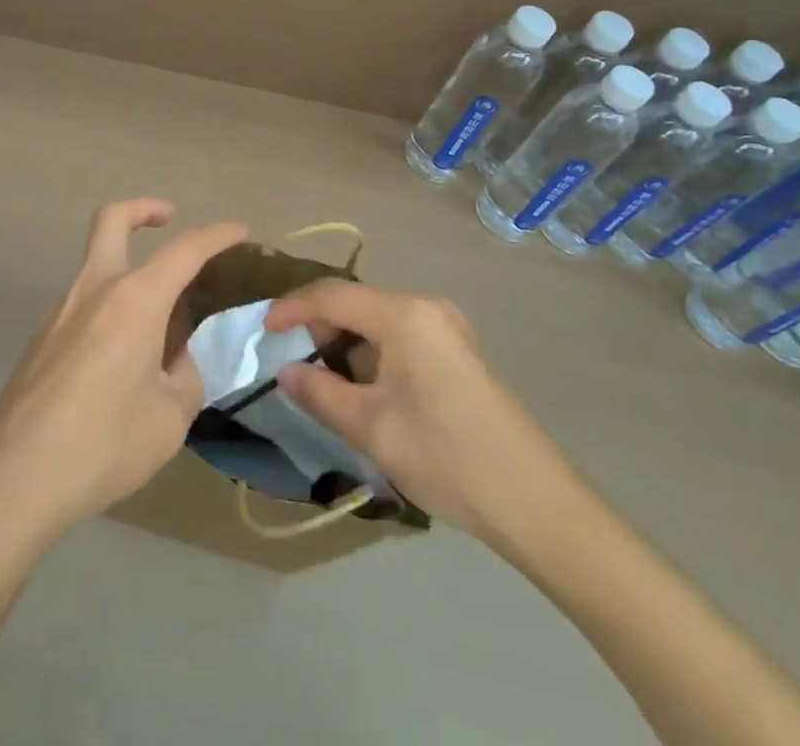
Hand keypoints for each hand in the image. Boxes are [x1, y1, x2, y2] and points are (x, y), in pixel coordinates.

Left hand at [0, 199, 248, 552]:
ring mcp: (58, 313)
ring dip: (127, 278)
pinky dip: (106, 317)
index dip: (217, 235)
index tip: (240, 232)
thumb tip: (178, 362)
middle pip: (112, 220)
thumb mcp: (169, 419)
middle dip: (143, 209)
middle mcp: (93, 291)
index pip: (185, 250)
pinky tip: (114, 372)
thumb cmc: (104, 444)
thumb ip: (184, 379)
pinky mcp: (38, 341)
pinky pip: (81, 312)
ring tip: (154, 337)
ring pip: (96, 270)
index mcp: (134, 300)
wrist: (15, 479)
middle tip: (168, 218)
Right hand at [264, 282, 582, 549]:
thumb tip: (284, 372)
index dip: (291, 309)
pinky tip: (365, 388)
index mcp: (404, 315)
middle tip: (293, 363)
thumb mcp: (371, 429)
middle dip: (318, 328)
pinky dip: (372, 352)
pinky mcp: (458, 350)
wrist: (537, 503)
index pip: (331, 295)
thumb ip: (319, 392)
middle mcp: (426, 307)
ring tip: (326, 381)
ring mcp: (447, 327)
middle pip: (355, 302)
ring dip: (345, 343)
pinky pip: (399, 335)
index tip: (262, 330)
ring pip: (376, 320)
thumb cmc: (447, 457)